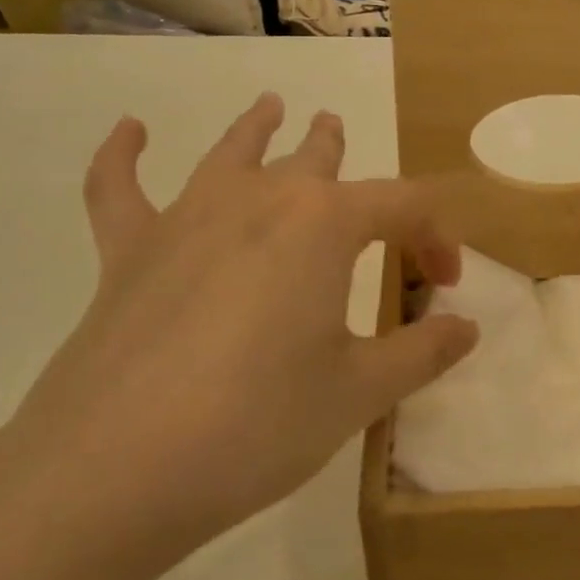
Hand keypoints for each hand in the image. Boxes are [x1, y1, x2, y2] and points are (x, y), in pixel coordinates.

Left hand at [0, 94, 476, 579]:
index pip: (404, 207)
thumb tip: (467, 328)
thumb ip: (422, 352)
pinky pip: (120, 188)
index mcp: (324, 225)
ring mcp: (185, 219)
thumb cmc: (259, 424)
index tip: (445, 286)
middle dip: (338, 151)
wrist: (113, 473)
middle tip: (345, 140)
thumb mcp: (360, 393)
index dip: (436, 238)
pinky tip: (130, 129)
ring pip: (233, 153)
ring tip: (272, 106)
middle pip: (313, 160)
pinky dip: (122, 156)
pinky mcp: (127, 252)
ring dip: (258, 128)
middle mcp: (259, 201)